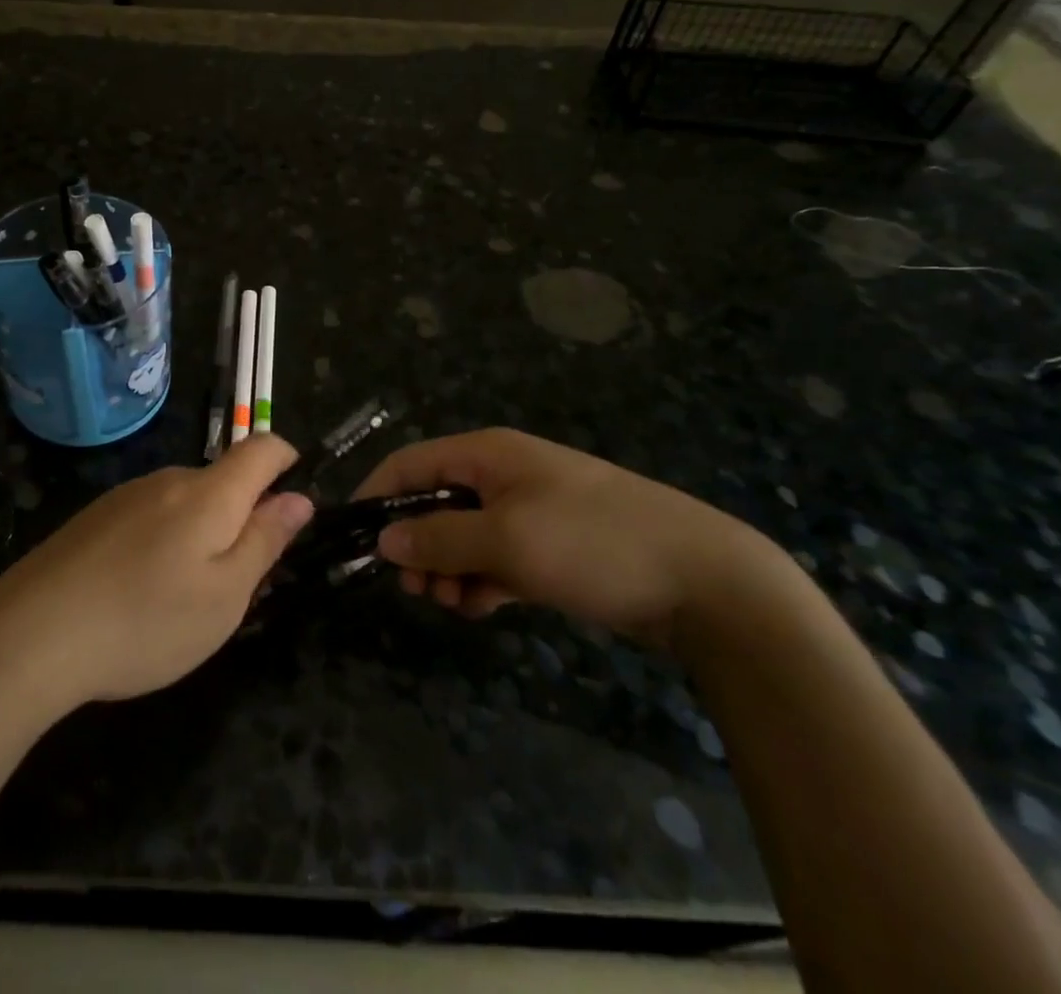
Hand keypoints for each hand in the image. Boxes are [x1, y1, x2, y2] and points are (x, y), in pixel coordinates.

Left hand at [0, 437, 313, 708]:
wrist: (31, 634)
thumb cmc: (146, 621)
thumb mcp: (224, 596)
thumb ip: (265, 541)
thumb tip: (298, 499)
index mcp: (209, 494)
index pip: (262, 448)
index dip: (287, 462)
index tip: (293, 503)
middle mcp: (168, 480)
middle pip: (222, 480)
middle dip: (242, 516)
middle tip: (236, 583)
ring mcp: (126, 496)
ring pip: (184, 502)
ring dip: (199, 534)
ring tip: (181, 598)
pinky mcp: (94, 517)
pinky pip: (149, 517)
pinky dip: (162, 543)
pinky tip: (137, 593)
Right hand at [354, 428, 765, 649]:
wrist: (705, 581)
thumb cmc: (593, 544)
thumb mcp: (507, 540)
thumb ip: (440, 538)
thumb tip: (384, 537)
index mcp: (488, 454)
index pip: (411, 462)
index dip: (378, 494)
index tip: (355, 537)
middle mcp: (504, 475)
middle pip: (435, 501)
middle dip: (417, 543)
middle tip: (414, 587)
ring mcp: (530, 510)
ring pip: (465, 534)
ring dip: (448, 567)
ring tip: (451, 603)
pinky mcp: (552, 546)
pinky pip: (496, 557)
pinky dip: (481, 579)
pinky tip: (481, 607)